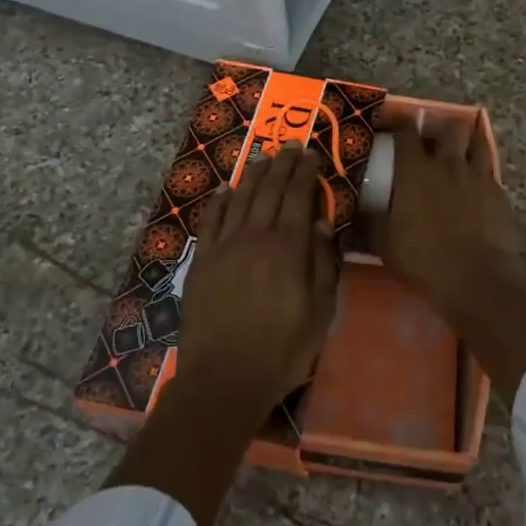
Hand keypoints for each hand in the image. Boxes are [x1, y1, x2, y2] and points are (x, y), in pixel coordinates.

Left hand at [175, 145, 337, 422]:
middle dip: (282, 165)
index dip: (305, 173)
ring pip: (240, 199)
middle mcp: (255, 237)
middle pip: (270, 190)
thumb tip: (319, 224)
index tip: (310, 154)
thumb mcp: (320, 312)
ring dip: (253, 175)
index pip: (298, 197)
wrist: (224, 379)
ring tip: (263, 157)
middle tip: (290, 146)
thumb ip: (322, 264)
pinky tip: (224, 189)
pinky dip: (218, 201)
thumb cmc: (282, 350)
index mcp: (288, 248)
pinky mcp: (203, 262)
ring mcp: (225, 247)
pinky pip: (210, 221)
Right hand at [373, 116, 523, 304]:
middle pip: (448, 128)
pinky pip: (491, 170)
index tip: (391, 121)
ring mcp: (477, 176)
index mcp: (415, 171)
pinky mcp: (499, 193)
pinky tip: (477, 182)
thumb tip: (353, 215)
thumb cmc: (423, 258)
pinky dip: (482, 170)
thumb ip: (369, 223)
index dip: (398, 122)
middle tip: (431, 135)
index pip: (406, 133)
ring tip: (460, 147)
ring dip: (467, 140)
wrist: (476, 277)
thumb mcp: (384, 244)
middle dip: (439, 126)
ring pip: (477, 141)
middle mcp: (448, 164)